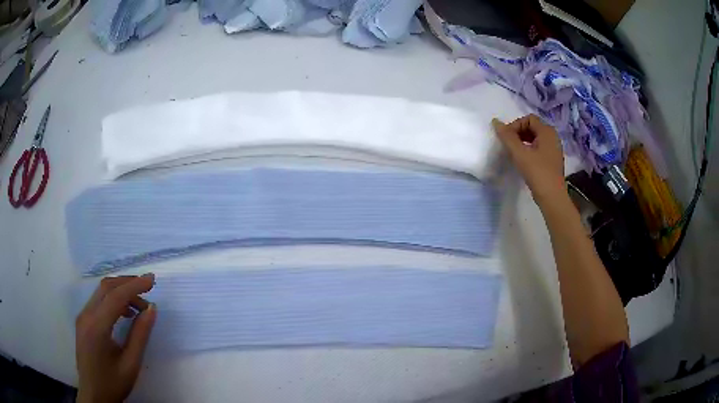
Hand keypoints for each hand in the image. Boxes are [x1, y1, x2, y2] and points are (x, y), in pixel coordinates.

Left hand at [75, 274, 156, 402]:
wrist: (94, 395)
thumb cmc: (113, 383)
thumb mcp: (131, 364)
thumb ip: (140, 335)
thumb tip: (152, 309)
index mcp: (97, 326)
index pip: (115, 296)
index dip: (134, 285)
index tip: (152, 280)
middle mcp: (86, 315)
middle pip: (106, 288)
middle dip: (127, 283)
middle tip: (148, 288)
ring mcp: (82, 316)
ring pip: (101, 293)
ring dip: (120, 291)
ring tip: (139, 306)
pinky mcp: (83, 321)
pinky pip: (98, 302)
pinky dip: (113, 300)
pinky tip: (124, 313)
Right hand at [492, 115, 565, 206]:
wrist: (552, 197)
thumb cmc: (537, 172)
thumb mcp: (520, 153)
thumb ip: (507, 137)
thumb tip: (495, 122)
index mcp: (547, 131)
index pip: (528, 119)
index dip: (515, 125)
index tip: (506, 138)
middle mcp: (553, 137)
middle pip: (532, 127)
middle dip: (518, 133)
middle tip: (508, 145)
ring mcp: (554, 149)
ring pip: (535, 138)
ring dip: (523, 141)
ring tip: (514, 153)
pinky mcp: (552, 160)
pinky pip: (539, 147)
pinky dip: (529, 149)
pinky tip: (523, 160)